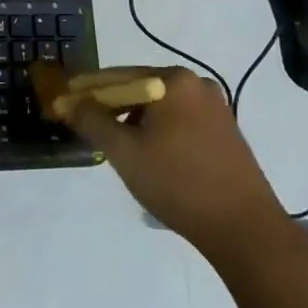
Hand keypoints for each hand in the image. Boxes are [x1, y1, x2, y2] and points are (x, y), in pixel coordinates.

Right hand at [41, 65, 290, 265]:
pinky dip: (158, 131)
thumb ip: (91, 120)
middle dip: (111, 107)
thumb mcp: (124, 151)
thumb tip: (66, 100)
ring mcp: (215, 106)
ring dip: (135, 122)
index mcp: (173, 80)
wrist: (245, 230)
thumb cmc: (178, 183)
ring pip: (159, 106)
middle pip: (138, 88)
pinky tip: (150, 156)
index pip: (115, 77)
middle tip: (87, 129)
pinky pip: (179, 120)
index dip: (85, 91)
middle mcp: (196, 83)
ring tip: (117, 148)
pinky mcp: (225, 129)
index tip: (62, 104)